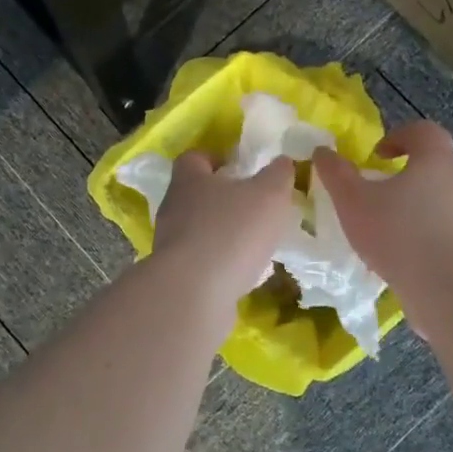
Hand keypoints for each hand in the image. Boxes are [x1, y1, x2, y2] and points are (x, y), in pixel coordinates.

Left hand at [153, 153, 299, 308]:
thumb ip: (278, 175)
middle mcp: (173, 207)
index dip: (216, 159)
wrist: (194, 293)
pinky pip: (201, 261)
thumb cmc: (231, 231)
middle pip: (196, 194)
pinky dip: (220, 262)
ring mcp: (170, 243)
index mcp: (189, 179)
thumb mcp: (269, 195)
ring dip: (223, 233)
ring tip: (254, 242)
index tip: (240, 168)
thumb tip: (282, 163)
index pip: (195, 158)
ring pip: (198, 229)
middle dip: (223, 199)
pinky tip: (244, 272)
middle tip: (254, 206)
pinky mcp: (176, 275)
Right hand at [314, 121, 452, 328]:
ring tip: (386, 226)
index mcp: (435, 159)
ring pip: (439, 198)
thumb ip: (336, 173)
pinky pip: (445, 228)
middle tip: (376, 190)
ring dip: (414, 205)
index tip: (377, 154)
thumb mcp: (353, 200)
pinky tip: (402, 254)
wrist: (447, 287)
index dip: (399, 136)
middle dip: (404, 173)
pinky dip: (424, 233)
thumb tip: (322, 151)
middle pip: (433, 164)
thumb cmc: (398, 232)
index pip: (424, 131)